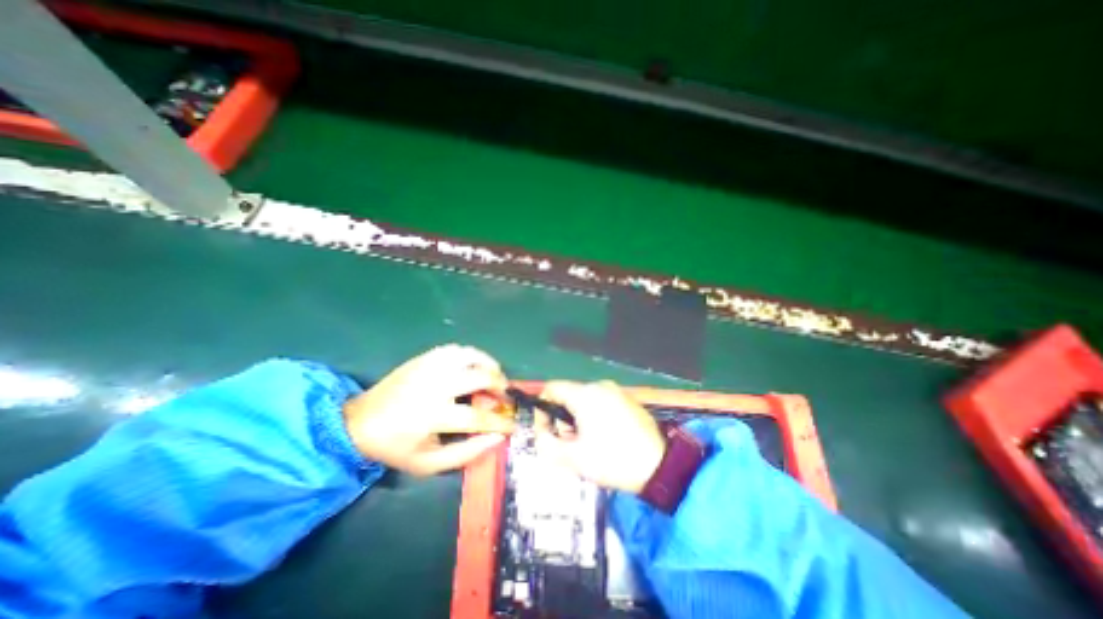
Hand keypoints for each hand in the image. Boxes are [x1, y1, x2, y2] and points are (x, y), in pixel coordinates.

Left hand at [343, 347, 514, 475]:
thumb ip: (466, 452)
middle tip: (504, 394)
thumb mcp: (429, 463)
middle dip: (500, 385)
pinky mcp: (424, 358)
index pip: (478, 417)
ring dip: (488, 364)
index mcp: (433, 415)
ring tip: (493, 375)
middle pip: (479, 376)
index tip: (514, 424)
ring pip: (471, 355)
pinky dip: (472, 356)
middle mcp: (434, 385)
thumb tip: (497, 437)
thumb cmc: (396, 447)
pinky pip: (457, 349)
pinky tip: (474, 366)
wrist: (358, 423)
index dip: (501, 421)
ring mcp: (429, 367)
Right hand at [534, 378, 663, 493]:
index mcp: (585, 394)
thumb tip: (541, 434)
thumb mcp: (573, 458)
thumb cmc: (613, 460)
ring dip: (578, 421)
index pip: (551, 389)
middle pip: (568, 397)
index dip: (542, 409)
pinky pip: (601, 403)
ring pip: (585, 401)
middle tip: (571, 445)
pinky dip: (595, 418)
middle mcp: (600, 386)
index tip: (545, 432)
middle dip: (563, 421)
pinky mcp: (628, 400)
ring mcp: (616, 391)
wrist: (660, 465)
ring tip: (589, 446)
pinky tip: (606, 440)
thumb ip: (546, 444)